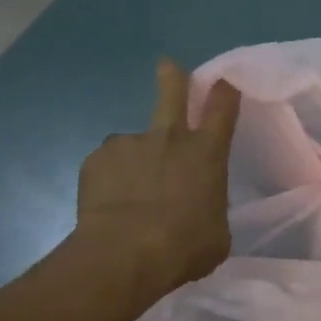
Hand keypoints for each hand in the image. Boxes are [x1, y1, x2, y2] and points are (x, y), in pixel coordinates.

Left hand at [77, 59, 241, 293]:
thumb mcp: (216, 232)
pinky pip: (108, 165)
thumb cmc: (185, 246)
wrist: (124, 255)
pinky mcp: (96, 159)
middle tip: (168, 65)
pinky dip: (111, 179)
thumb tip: (199, 208)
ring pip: (135, 144)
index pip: (222, 109)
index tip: (224, 82)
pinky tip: (110, 204)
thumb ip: (209, 208)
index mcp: (207, 154)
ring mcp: (130, 145)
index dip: (225, 92)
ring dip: (137, 159)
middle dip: (173, 77)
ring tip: (131, 193)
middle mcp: (170, 139)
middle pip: (172, 94)